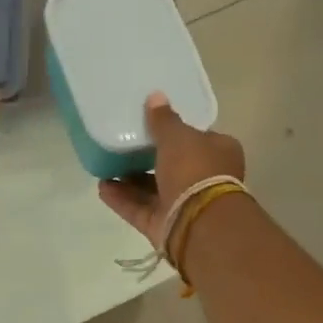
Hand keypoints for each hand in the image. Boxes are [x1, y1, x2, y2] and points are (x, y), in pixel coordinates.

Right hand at [98, 92, 245, 246]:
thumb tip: (156, 96)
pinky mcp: (165, 225)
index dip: (177, 132)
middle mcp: (205, 179)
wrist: (198, 222)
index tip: (153, 125)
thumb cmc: (195, 169)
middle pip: (173, 165)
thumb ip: (164, 119)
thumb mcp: (178, 136)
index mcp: (219, 153)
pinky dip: (123, 199)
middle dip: (147, 158)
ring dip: (130, 180)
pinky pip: (140, 209)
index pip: (198, 138)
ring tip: (106, 167)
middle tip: (123, 145)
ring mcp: (184, 205)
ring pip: (154, 189)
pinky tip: (103, 188)